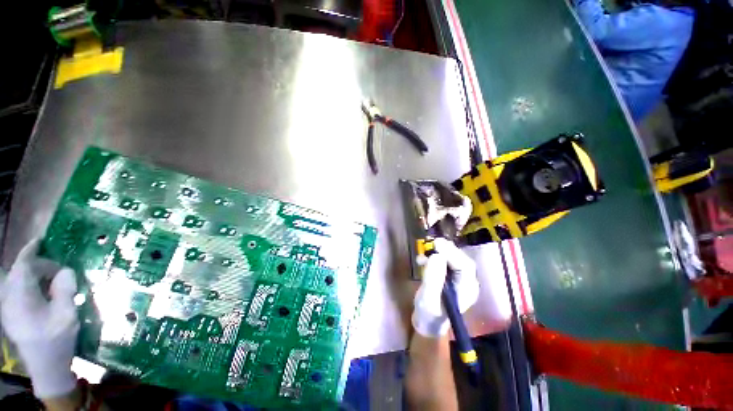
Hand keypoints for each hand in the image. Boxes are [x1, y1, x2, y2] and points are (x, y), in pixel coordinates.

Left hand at [0, 239, 78, 398]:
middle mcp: (9, 300)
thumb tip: (66, 271)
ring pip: (16, 281)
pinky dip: (29, 285)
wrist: (46, 368)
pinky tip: (42, 293)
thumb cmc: (57, 342)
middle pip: (20, 273)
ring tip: (52, 282)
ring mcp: (7, 308)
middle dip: (39, 267)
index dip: (30, 251)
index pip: (22, 267)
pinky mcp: (9, 314)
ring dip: (34, 276)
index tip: (40, 240)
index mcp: (21, 299)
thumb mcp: (67, 316)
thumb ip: (65, 291)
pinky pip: (16, 291)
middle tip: (60, 273)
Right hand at [412, 238, 478, 337]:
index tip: (437, 244)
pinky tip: (422, 260)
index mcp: (467, 290)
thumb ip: (433, 278)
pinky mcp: (449, 275)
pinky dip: (433, 257)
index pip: (465, 266)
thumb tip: (436, 256)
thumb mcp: (428, 298)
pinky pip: (444, 261)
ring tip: (424, 253)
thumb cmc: (429, 315)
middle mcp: (466, 282)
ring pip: (452, 258)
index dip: (452, 253)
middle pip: (461, 260)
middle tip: (433, 243)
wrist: (427, 322)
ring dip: (439, 253)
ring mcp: (458, 278)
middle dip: (447, 250)